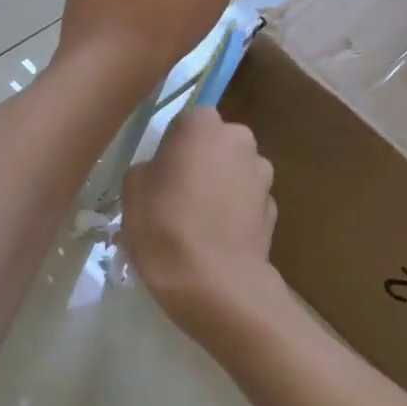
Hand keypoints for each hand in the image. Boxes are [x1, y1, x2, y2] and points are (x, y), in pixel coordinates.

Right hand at [124, 107, 282, 341]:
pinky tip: (216, 241)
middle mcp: (241, 141)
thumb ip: (149, 168)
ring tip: (197, 224)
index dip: (174, 145)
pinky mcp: (274, 211)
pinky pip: (246, 203)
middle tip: (176, 196)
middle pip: (217, 144)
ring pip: (235, 173)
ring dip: (220, 187)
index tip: (161, 172)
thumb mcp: (132, 190)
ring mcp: (263, 176)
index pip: (189, 120)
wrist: (215, 284)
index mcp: (204, 125)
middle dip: (202, 162)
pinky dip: (234, 214)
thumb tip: (162, 172)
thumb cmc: (164, 226)